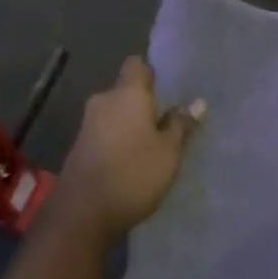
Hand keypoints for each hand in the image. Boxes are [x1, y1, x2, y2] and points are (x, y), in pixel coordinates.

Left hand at [55, 57, 204, 239]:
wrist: (82, 213)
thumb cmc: (133, 174)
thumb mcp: (168, 152)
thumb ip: (181, 124)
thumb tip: (197, 102)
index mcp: (126, 93)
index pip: (137, 64)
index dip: (153, 73)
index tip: (170, 90)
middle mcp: (104, 101)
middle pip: (126, 90)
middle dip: (145, 103)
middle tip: (170, 121)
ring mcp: (88, 124)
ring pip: (116, 113)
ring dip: (132, 123)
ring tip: (155, 143)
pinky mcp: (79, 146)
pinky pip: (106, 131)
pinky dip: (119, 139)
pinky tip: (134, 159)